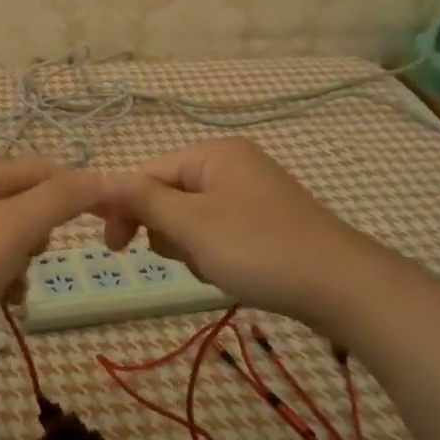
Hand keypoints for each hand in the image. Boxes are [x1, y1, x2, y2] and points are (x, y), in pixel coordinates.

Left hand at [0, 158, 103, 338]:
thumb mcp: (17, 225)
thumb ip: (60, 198)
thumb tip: (102, 177)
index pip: (44, 170)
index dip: (76, 189)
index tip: (101, 219)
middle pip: (28, 203)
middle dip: (41, 232)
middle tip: (35, 253)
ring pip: (12, 235)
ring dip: (24, 258)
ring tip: (16, 283)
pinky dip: (4, 276)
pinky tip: (4, 298)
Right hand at [96, 138, 367, 329]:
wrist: (341, 286)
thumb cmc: (258, 248)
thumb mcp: (192, 224)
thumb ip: (142, 200)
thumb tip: (97, 181)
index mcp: (213, 153)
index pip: (148, 173)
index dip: (124, 208)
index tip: (114, 249)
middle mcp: (232, 164)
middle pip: (170, 194)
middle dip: (166, 230)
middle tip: (180, 257)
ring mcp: (252, 193)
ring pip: (192, 218)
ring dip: (189, 245)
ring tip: (212, 266)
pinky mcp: (265, 221)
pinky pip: (219, 231)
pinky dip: (214, 252)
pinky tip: (230, 272)